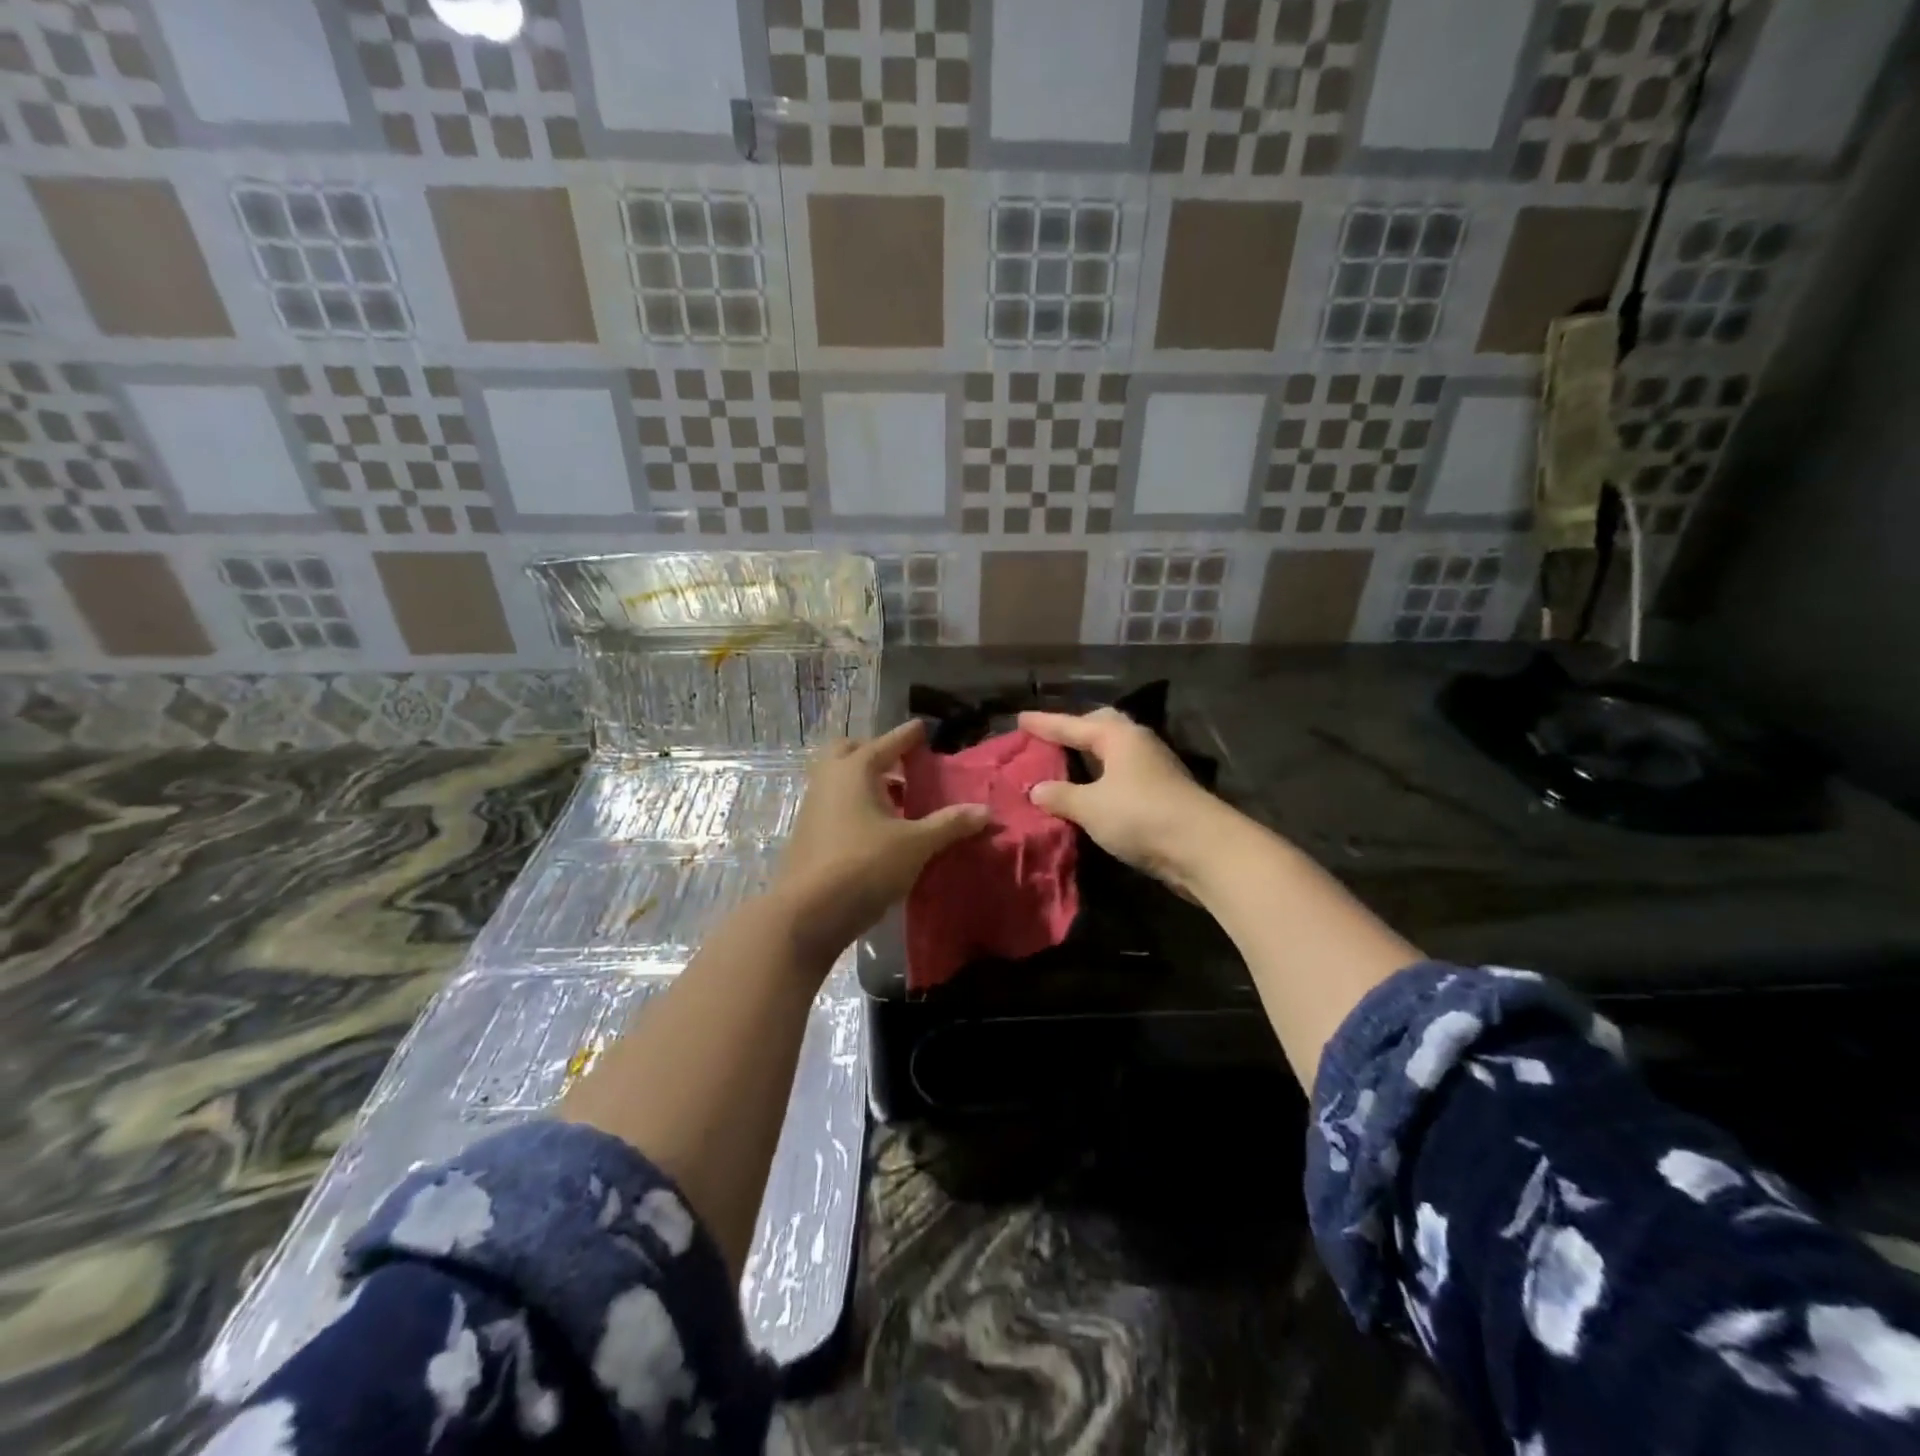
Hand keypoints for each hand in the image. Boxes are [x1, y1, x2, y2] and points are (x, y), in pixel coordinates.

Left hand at [772, 719, 989, 963]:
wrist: (808, 912)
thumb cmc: (865, 865)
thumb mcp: (916, 845)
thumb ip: (950, 824)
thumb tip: (986, 811)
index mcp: (855, 770)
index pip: (887, 743)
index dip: (907, 736)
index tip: (922, 728)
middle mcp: (829, 779)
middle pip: (850, 751)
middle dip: (875, 751)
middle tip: (901, 763)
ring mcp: (813, 805)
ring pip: (838, 778)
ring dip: (864, 779)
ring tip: (895, 797)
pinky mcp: (807, 832)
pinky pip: (833, 802)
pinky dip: (854, 802)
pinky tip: (875, 826)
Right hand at [1019, 708, 1223, 892]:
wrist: (1202, 848)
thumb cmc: (1140, 816)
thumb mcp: (1090, 807)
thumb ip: (1061, 796)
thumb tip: (1037, 789)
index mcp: (1118, 736)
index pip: (1072, 725)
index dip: (1045, 724)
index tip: (1020, 718)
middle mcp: (1138, 743)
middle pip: (1101, 727)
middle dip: (1075, 729)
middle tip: (1050, 736)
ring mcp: (1154, 767)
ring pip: (1114, 751)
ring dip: (1090, 754)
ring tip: (1067, 761)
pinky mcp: (1162, 792)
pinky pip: (1122, 774)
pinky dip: (1102, 777)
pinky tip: (1093, 791)